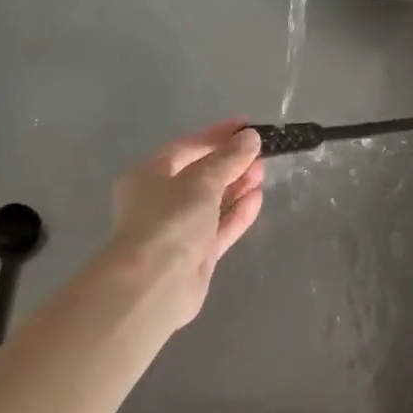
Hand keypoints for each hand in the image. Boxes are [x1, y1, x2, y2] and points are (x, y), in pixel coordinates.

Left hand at [106, 120, 264, 327]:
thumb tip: (250, 137)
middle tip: (259, 152)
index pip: (186, 147)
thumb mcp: (202, 180)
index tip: (246, 126)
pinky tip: (258, 197)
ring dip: (237, 186)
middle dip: (230, 162)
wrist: (155, 286)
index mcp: (149, 176)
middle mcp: (160, 201)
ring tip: (263, 172)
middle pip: (200, 175)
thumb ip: (228, 158)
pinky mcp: (196, 255)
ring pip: (212, 201)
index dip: (216, 135)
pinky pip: (220, 227)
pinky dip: (238, 212)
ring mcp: (179, 230)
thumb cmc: (170, 220)